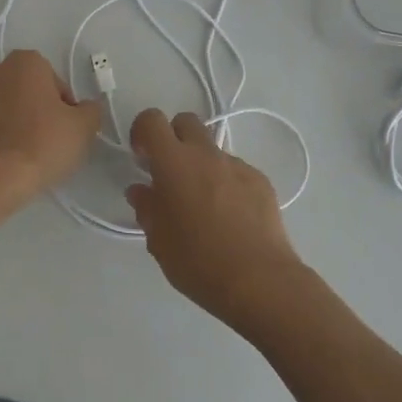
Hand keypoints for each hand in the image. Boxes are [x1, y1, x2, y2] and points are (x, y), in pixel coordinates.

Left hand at [0, 49, 102, 207]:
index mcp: (25, 63)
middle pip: (22, 89)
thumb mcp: (85, 127)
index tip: (65, 128)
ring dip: (6, 122)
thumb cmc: (44, 144)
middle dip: (32, 109)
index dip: (62, 105)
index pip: (52, 80)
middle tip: (44, 141)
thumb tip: (84, 108)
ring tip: (19, 154)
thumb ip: (90, 109)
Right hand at [126, 109, 307, 333]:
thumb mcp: (159, 241)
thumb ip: (147, 208)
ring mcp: (237, 165)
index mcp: (174, 163)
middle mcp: (206, 154)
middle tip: (170, 173)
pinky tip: (230, 217)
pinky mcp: (261, 180)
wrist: (259, 280)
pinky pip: (235, 171)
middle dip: (174, 138)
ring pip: (212, 149)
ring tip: (204, 205)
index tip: (142, 157)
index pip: (152, 120)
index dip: (142, 131)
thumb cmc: (198, 262)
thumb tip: (141, 190)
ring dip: (202, 165)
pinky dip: (227, 183)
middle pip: (186, 121)